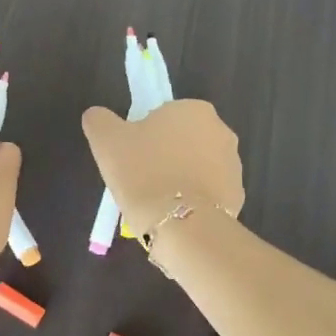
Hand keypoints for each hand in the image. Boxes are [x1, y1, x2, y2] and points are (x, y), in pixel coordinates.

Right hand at [81, 100, 244, 233]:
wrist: (181, 225)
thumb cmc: (143, 173)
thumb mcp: (106, 141)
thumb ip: (100, 120)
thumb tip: (97, 115)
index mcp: (194, 110)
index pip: (165, 116)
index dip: (146, 136)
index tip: (134, 157)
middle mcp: (221, 131)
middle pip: (185, 140)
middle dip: (167, 156)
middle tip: (142, 179)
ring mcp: (233, 164)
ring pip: (198, 166)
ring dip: (182, 177)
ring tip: (158, 201)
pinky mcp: (238, 195)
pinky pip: (209, 193)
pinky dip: (194, 200)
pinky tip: (176, 215)